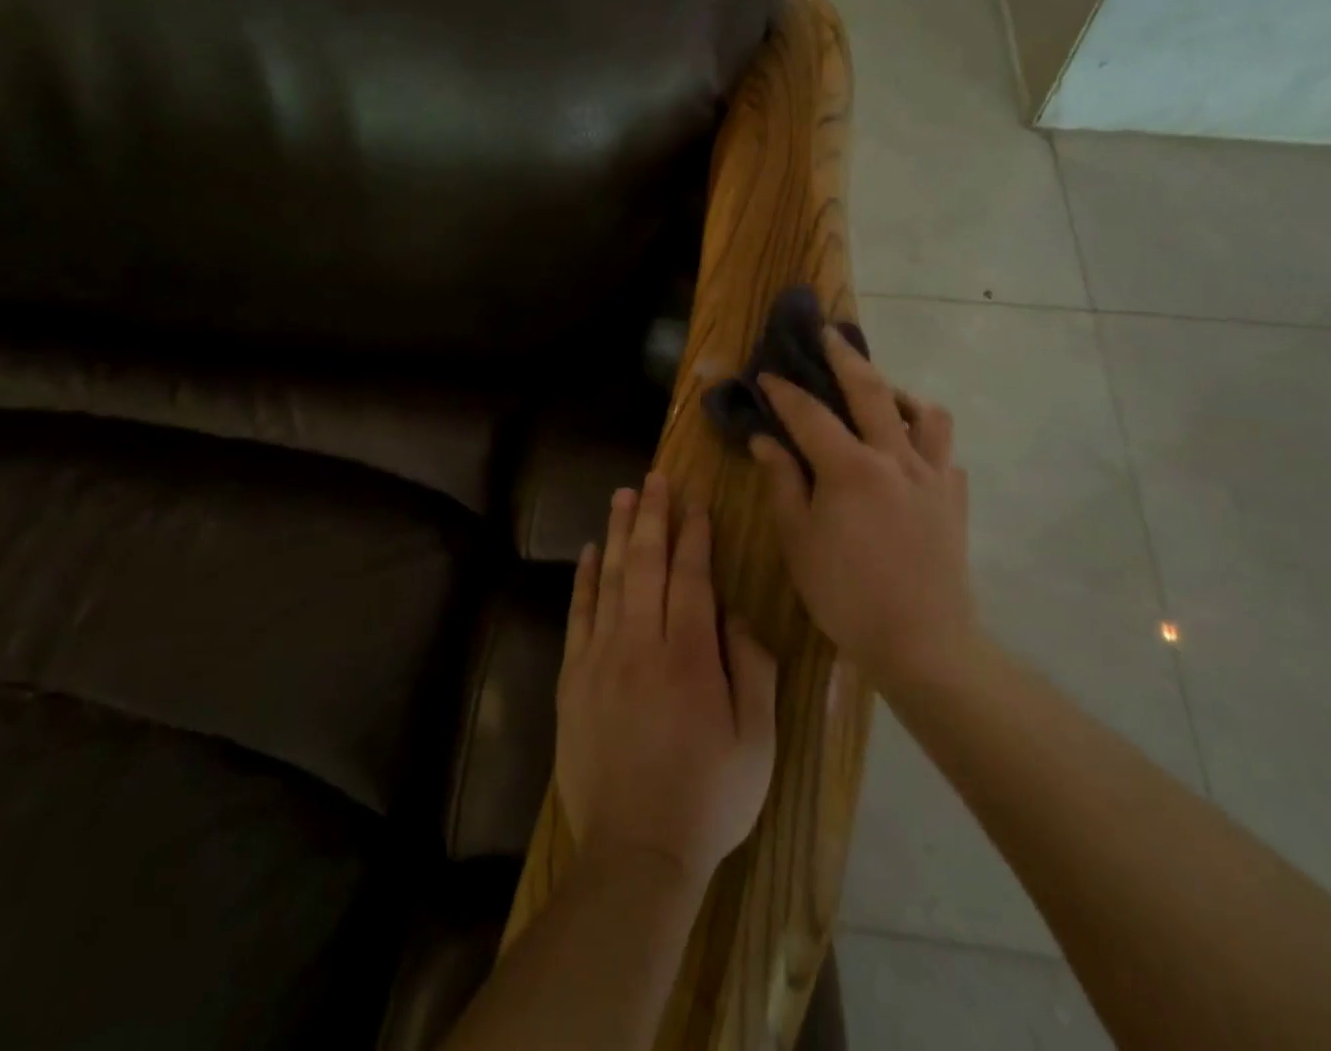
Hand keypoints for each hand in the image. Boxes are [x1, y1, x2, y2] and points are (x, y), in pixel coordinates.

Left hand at [555, 473, 777, 885]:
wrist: (636, 852)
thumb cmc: (710, 796)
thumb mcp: (757, 740)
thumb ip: (753, 668)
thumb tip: (736, 615)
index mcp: (690, 656)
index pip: (691, 576)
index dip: (693, 535)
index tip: (695, 502)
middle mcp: (641, 643)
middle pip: (645, 563)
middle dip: (652, 516)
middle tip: (653, 478)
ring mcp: (600, 658)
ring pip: (609, 579)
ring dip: (617, 533)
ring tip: (623, 496)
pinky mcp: (572, 677)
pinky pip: (578, 614)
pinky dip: (584, 579)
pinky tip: (590, 553)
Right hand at [750, 327, 974, 689]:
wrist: (922, 642)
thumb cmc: (845, 593)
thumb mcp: (798, 539)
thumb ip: (782, 482)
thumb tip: (764, 440)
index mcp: (850, 467)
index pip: (809, 414)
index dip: (784, 391)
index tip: (767, 373)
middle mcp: (895, 458)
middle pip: (870, 390)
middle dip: (844, 357)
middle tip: (828, 333)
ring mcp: (932, 477)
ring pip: (926, 414)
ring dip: (900, 394)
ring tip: (881, 397)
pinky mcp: (954, 500)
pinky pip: (944, 454)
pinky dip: (925, 443)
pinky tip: (909, 456)